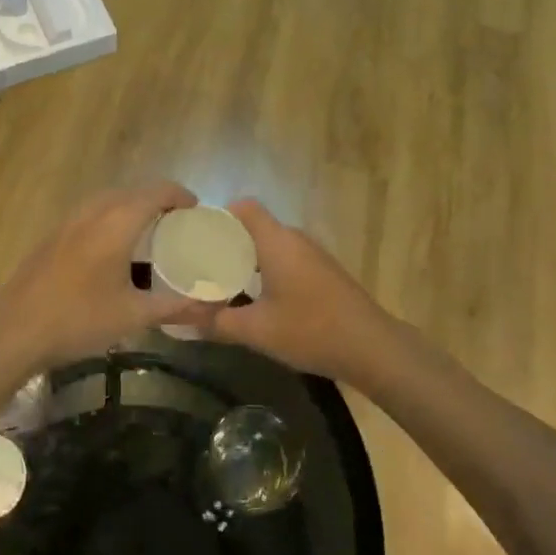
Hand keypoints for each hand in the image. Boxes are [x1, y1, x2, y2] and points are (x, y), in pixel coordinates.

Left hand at [0, 182, 211, 365]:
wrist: (13, 330)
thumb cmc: (78, 319)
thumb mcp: (132, 316)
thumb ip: (175, 307)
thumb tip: (210, 307)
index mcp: (118, 221)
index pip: (158, 191)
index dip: (180, 195)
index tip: (197, 210)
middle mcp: (95, 210)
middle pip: (134, 191)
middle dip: (159, 201)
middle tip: (178, 225)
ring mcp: (70, 220)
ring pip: (110, 200)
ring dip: (133, 207)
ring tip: (149, 234)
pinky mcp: (54, 234)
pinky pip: (93, 212)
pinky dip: (112, 217)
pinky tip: (113, 250)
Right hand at [203, 200, 391, 382]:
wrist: (372, 347)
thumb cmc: (310, 329)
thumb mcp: (257, 331)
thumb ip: (217, 322)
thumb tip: (183, 320)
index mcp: (276, 241)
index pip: (244, 207)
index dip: (219, 216)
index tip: (198, 236)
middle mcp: (295, 239)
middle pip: (255, 226)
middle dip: (228, 242)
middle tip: (203, 264)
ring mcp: (313, 254)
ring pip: (272, 244)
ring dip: (249, 258)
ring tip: (224, 281)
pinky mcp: (324, 271)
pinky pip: (287, 258)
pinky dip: (268, 269)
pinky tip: (259, 297)